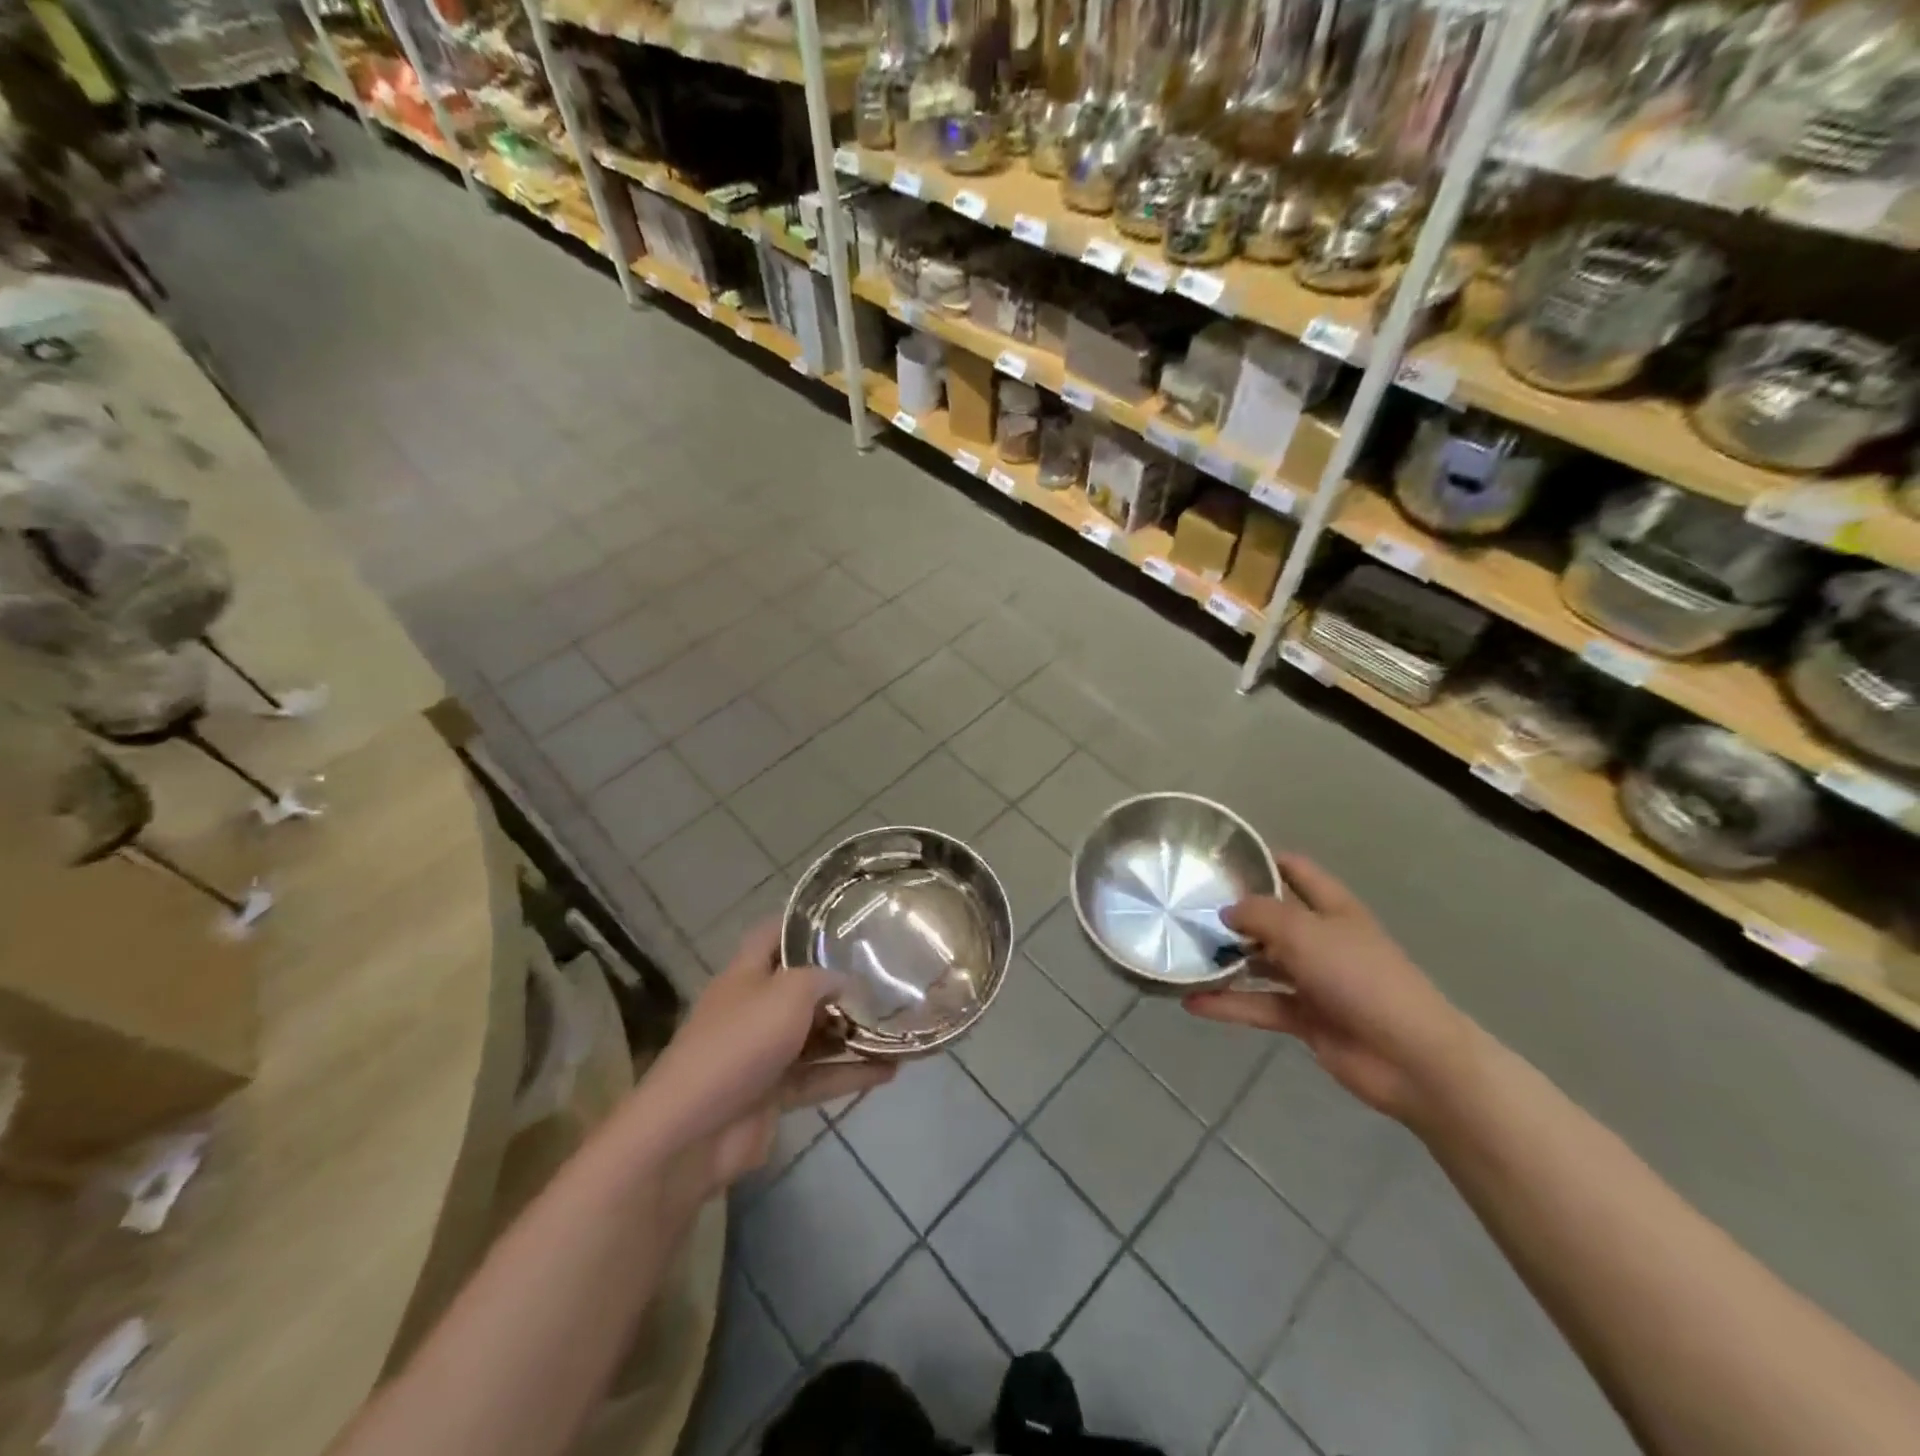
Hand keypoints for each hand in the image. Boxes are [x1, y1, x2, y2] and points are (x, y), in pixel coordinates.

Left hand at [638, 921, 894, 1199]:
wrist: (694, 1131)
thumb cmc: (741, 1043)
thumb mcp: (788, 993)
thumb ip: (824, 979)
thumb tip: (849, 982)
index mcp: (746, 974)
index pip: (773, 934)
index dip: (804, 922)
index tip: (846, 919)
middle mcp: (753, 1008)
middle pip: (800, 987)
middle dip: (840, 983)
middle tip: (887, 975)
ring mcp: (762, 1053)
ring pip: (815, 1035)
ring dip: (852, 1032)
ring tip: (898, 1024)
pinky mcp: (773, 1093)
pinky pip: (819, 1076)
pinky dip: (851, 1073)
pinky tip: (891, 1071)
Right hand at [1183, 855, 1471, 1122]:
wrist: (1411, 1058)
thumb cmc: (1359, 978)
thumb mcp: (1304, 932)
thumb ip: (1259, 914)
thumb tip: (1226, 910)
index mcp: (1332, 908)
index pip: (1294, 869)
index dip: (1261, 859)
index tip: (1216, 858)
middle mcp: (1321, 938)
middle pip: (1270, 918)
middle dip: (1231, 913)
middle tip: (1183, 909)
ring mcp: (1314, 979)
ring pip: (1260, 963)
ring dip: (1226, 961)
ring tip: (1180, 955)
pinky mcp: (1305, 1018)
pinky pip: (1260, 1004)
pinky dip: (1229, 1004)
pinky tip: (1192, 1003)